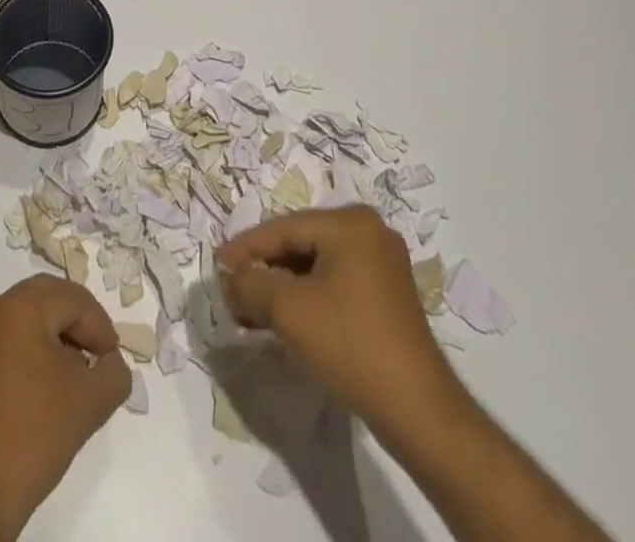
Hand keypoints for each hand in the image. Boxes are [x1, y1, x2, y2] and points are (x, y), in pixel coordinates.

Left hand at [0, 274, 130, 540]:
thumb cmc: (35, 434)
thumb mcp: (92, 401)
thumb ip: (114, 371)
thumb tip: (110, 362)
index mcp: (20, 306)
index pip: (74, 300)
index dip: (100, 327)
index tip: (111, 359)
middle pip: (48, 299)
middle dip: (77, 324)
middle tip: (97, 355)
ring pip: (27, 317)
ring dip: (55, 336)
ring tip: (74, 372)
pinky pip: (8, 337)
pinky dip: (31, 348)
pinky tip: (46, 383)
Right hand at [216, 205, 463, 441]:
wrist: (418, 411)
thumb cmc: (351, 345)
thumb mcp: (289, 311)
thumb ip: (252, 283)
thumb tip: (232, 276)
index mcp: (350, 222)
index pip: (284, 228)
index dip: (246, 248)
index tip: (216, 266)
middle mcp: (369, 231)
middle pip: (299, 244)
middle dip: (263, 269)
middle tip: (231, 290)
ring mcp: (381, 263)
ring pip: (315, 266)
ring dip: (281, 287)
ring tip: (249, 310)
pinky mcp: (385, 294)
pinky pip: (333, 283)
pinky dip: (305, 298)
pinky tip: (282, 319)